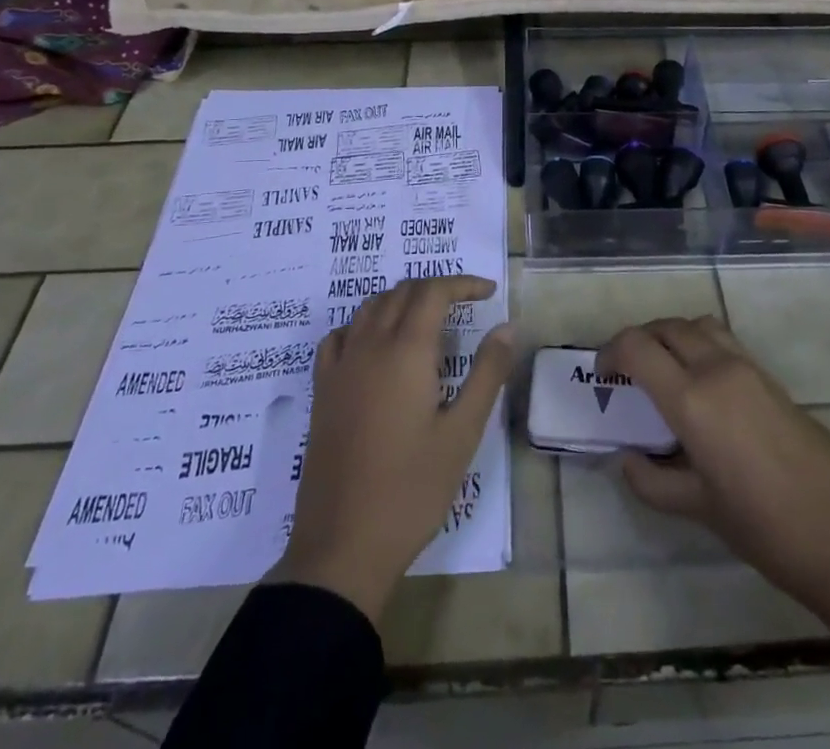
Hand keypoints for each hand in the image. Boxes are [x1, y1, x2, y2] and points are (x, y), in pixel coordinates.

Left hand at [271, 276, 514, 624]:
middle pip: (402, 292)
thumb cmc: (412, 490)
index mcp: (406, 351)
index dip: (463, 283)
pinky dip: (364, 324)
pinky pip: (341, 336)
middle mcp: (370, 346)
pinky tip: (377, 346)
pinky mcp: (322, 390)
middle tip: (465, 306)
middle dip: (436, 289)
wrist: (343, 546)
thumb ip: (487, 373)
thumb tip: (507, 327)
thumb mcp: (462, 433)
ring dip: (401, 300)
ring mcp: (340, 367)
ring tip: (428, 320)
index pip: (434, 292)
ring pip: (370, 307)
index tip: (489, 292)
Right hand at [598, 315, 829, 699]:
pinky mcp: (770, 376)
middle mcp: (717, 369)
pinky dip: (699, 345)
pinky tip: (702, 388)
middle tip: (626, 375)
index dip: (610, 353)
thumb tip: (627, 459)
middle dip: (638, 341)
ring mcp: (748, 367)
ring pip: (696, 325)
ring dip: (670, 336)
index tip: (602, 378)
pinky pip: (723, 340)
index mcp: (692, 399)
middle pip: (665, 327)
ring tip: (663, 372)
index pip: (637, 347)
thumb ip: (653, 482)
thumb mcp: (700, 509)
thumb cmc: (767, 529)